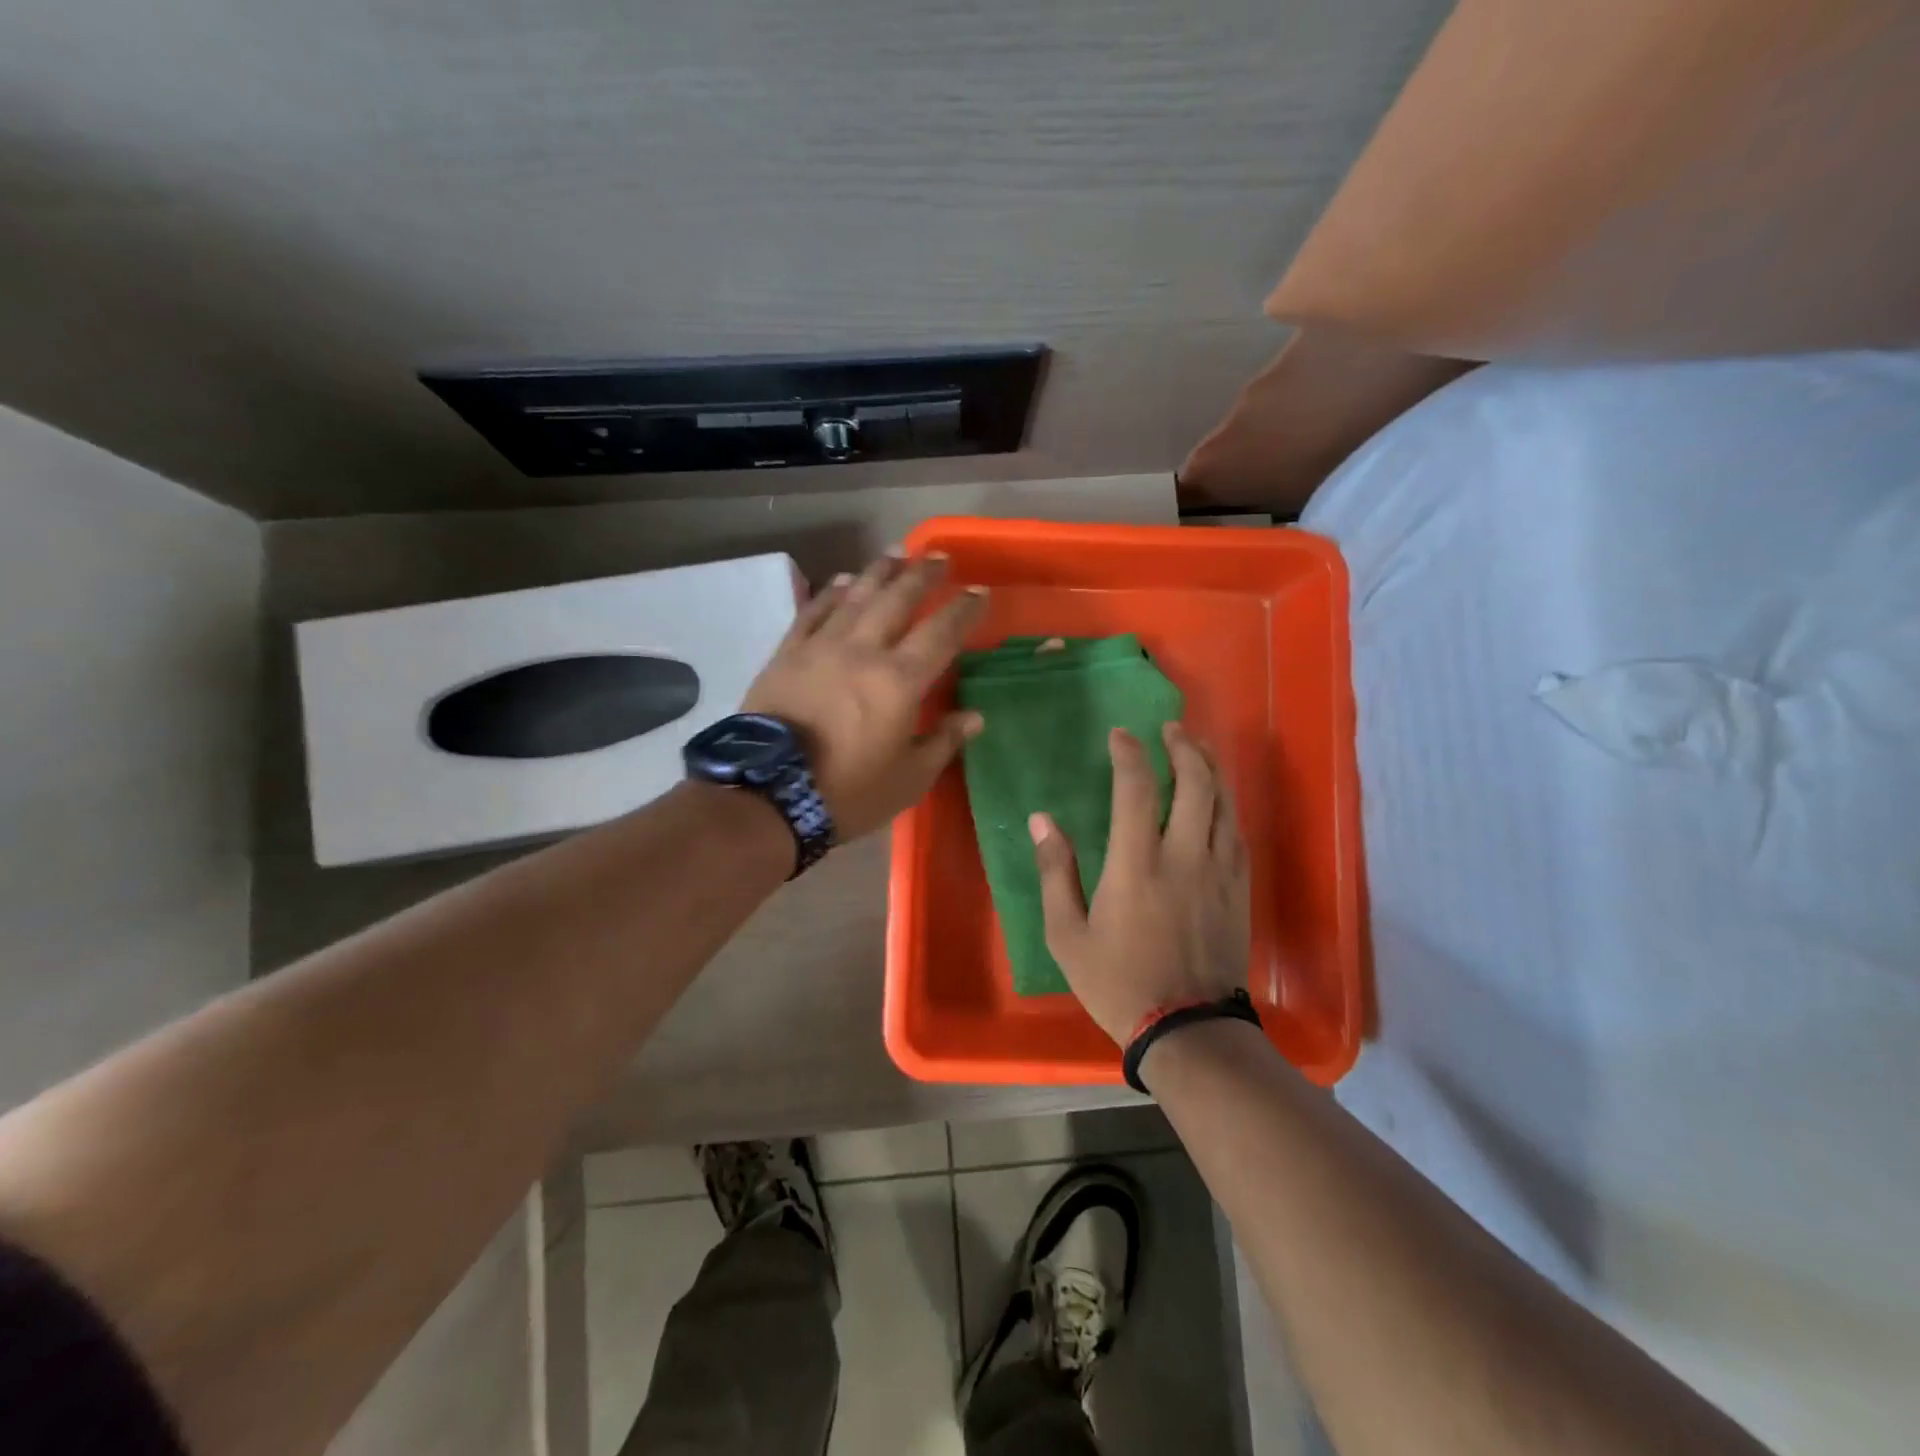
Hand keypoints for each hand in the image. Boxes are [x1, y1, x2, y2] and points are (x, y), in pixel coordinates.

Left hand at [743, 553, 987, 840]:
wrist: (769, 795)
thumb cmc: (847, 792)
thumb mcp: (908, 779)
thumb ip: (942, 742)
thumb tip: (974, 717)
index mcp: (899, 681)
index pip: (941, 633)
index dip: (963, 610)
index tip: (978, 591)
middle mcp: (863, 651)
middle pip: (897, 600)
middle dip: (922, 576)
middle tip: (938, 557)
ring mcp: (821, 648)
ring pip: (855, 597)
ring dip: (878, 573)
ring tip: (895, 554)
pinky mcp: (787, 654)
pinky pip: (813, 612)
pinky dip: (831, 593)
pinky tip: (843, 580)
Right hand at [1029, 723, 1250, 1045]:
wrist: (1188, 1029)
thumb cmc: (1118, 982)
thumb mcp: (1067, 934)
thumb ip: (1055, 872)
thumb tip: (1042, 820)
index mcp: (1137, 863)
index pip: (1137, 787)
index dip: (1129, 753)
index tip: (1120, 735)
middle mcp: (1184, 855)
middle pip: (1195, 783)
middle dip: (1184, 747)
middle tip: (1171, 729)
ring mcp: (1219, 871)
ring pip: (1224, 803)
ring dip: (1211, 768)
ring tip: (1198, 749)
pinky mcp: (1239, 890)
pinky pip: (1237, 833)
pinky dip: (1226, 806)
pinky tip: (1217, 802)